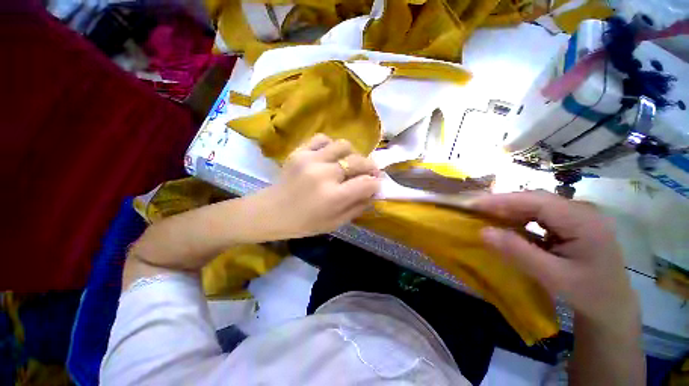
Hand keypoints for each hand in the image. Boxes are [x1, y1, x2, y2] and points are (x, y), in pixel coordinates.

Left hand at [255, 134, 380, 239]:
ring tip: (348, 164)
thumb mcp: (336, 223)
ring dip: (352, 155)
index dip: (376, 184)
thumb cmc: (304, 223)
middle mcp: (325, 174)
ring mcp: (311, 159)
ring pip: (344, 145)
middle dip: (370, 168)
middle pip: (359, 161)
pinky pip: (322, 139)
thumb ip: (358, 207)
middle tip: (368, 173)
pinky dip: (331, 146)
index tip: (375, 185)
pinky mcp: (299, 151)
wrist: (271, 212)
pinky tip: (329, 156)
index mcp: (334, 197)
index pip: (367, 183)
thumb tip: (373, 192)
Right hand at [473, 190, 637, 325]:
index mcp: (584, 221)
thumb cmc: (588, 294)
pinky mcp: (572, 223)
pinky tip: (508, 226)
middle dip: (503, 204)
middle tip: (475, 210)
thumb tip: (483, 232)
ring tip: (487, 217)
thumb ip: (518, 252)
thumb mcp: (552, 276)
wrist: (612, 306)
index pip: (537, 201)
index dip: (503, 200)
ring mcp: (578, 216)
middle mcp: (582, 211)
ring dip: (510, 211)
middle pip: (535, 200)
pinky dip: (520, 219)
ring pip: (536, 206)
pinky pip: (540, 215)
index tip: (474, 204)